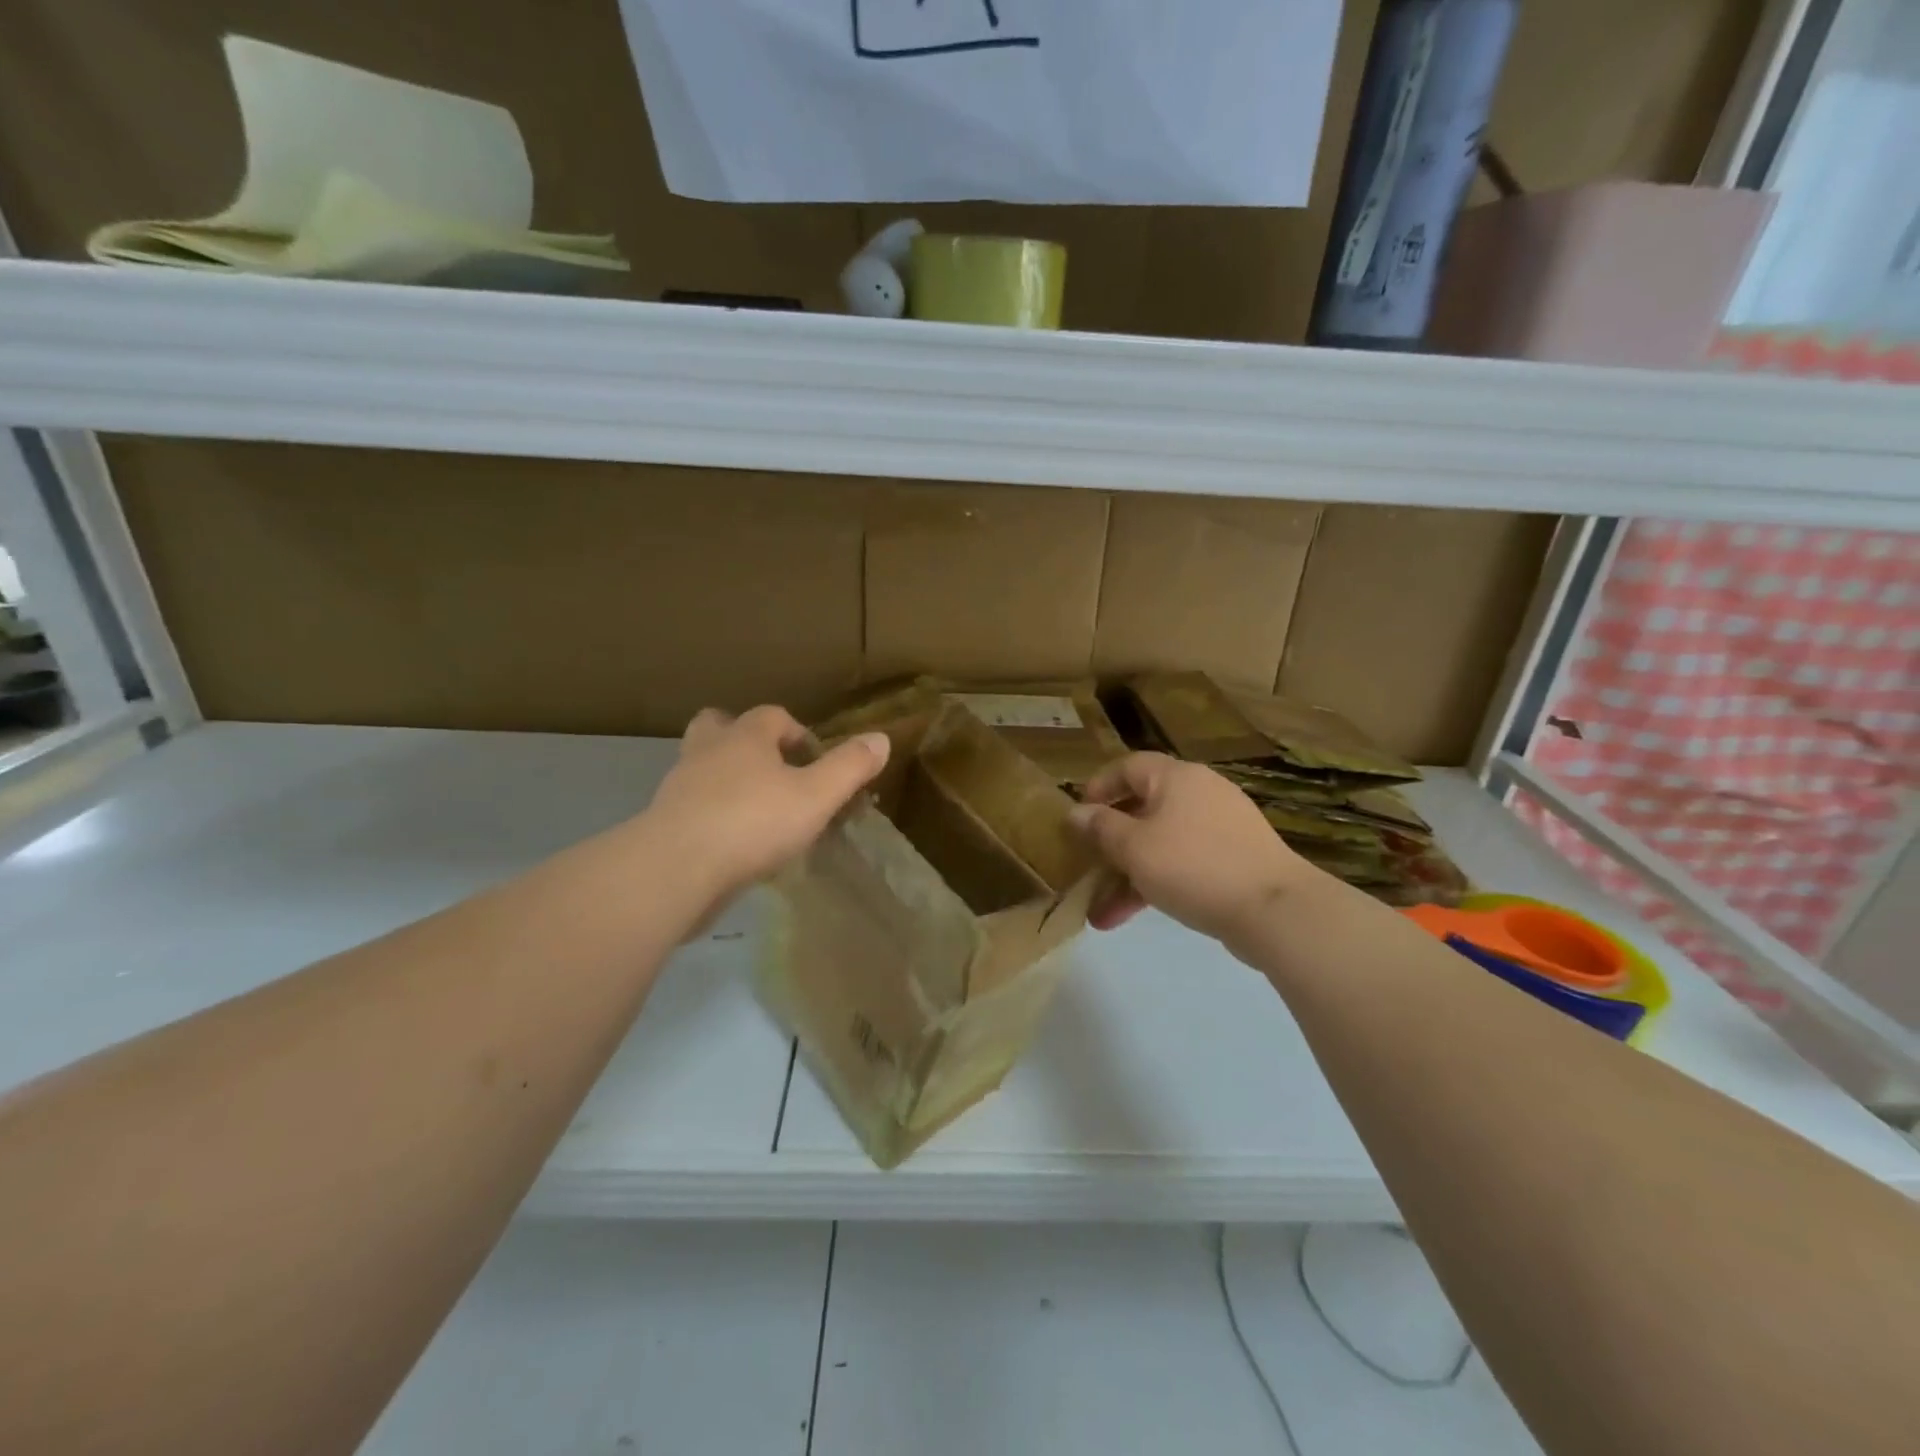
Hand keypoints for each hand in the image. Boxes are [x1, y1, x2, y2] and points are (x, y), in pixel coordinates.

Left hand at [647, 706, 891, 900]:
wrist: (675, 869)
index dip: (798, 733)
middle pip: (720, 726)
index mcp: (745, 737)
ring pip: (701, 766)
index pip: (773, 716)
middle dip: (745, 740)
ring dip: (725, 778)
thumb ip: (849, 767)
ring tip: (754, 809)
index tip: (816, 763)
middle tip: (771, 770)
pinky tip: (730, 842)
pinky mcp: (664, 821)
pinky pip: (691, 805)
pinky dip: (710, 814)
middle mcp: (707, 751)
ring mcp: (679, 786)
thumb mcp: (816, 796)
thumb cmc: (753, 822)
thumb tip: (881, 738)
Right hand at [1069, 752, 1317, 944]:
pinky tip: (1131, 917)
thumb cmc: (1194, 866)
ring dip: (1128, 875)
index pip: (1128, 766)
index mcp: (1176, 778)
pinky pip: (1183, 863)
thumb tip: (1075, 812)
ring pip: (1160, 843)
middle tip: (1087, 867)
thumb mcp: (1134, 848)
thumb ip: (1100, 828)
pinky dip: (1156, 884)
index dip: (1099, 787)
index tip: (1078, 816)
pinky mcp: (1233, 860)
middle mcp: (1199, 793)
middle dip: (1110, 844)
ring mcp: (1220, 828)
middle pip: (1143, 808)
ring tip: (1101, 913)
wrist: (1275, 910)